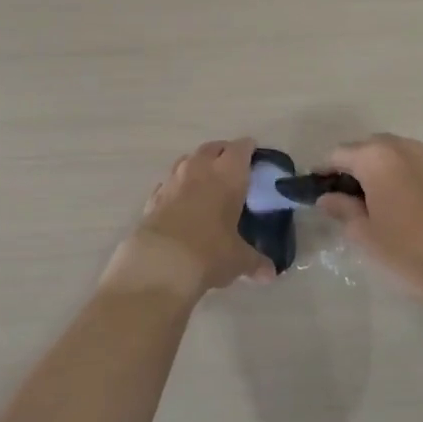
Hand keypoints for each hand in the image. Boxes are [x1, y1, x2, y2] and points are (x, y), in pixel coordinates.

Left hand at [102, 138, 274, 305]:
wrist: (160, 263)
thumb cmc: (209, 252)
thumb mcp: (238, 259)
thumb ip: (255, 262)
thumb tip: (269, 273)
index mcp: (228, 175)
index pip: (241, 148)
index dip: (249, 150)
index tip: (255, 157)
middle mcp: (199, 169)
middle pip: (213, 148)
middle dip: (224, 153)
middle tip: (233, 168)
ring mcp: (172, 180)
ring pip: (187, 160)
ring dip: (198, 165)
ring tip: (206, 182)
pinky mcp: (153, 197)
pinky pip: (169, 183)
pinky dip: (177, 187)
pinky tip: (181, 202)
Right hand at [316, 134, 422, 316]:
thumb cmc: (409, 252)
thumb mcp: (365, 234)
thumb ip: (342, 209)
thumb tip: (328, 197)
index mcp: (376, 157)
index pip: (337, 155)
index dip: (322, 172)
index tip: (314, 192)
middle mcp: (401, 147)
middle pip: (364, 150)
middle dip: (349, 169)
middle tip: (339, 199)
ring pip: (389, 156)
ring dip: (374, 172)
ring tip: (366, 203)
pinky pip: (408, 166)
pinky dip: (395, 177)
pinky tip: (394, 205)